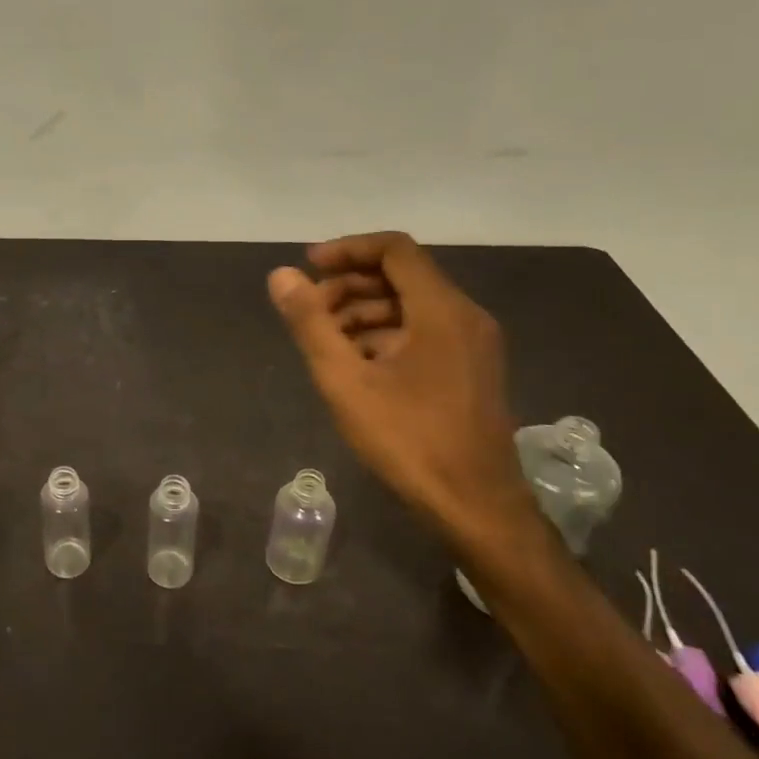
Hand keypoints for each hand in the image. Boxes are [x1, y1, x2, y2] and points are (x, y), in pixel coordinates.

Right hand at [268, 233, 529, 538]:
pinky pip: (425, 332)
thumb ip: (311, 324)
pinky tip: (357, 366)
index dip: (347, 249)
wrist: (476, 508)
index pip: (394, 249)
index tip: (308, 268)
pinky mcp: (472, 370)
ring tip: (326, 342)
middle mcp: (465, 316)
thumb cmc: (409, 441)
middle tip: (309, 312)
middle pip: (402, 276)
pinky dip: (386, 335)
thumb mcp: (345, 382)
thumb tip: (281, 276)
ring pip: (412, 306)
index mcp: (442, 310)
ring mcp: (473, 345)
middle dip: (350, 285)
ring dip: (364, 312)